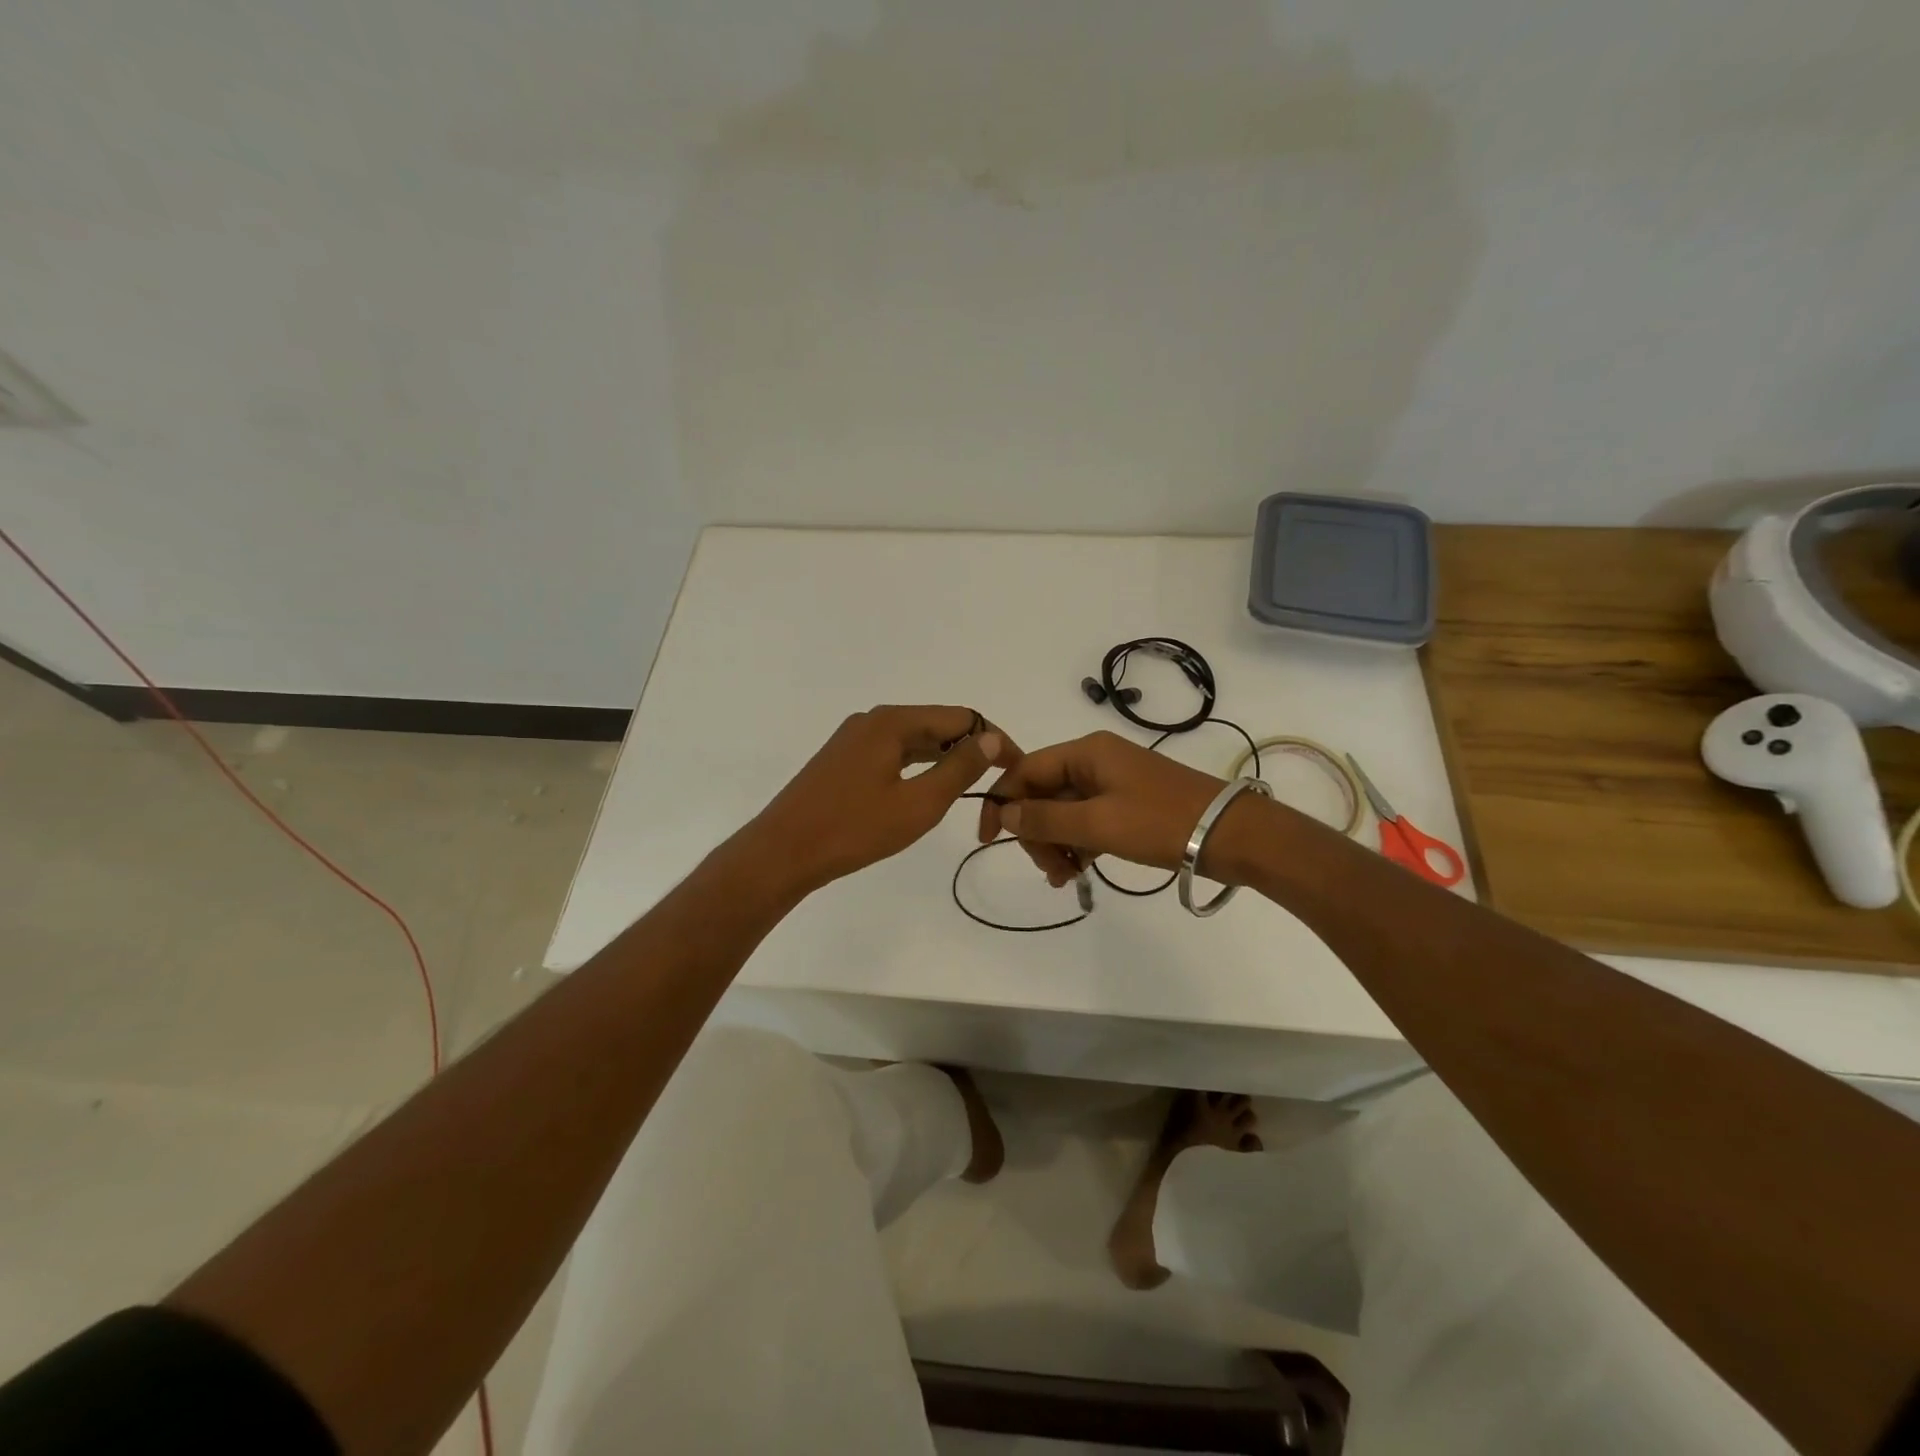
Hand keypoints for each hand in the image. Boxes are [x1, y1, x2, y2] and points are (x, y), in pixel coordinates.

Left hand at [746, 706, 1018, 896]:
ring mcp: (854, 738)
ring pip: (915, 740)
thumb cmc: (853, 830)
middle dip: (970, 751)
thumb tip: (990, 739)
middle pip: (938, 725)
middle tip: (995, 785)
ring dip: (945, 760)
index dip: (994, 741)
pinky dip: (918, 767)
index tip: (1015, 770)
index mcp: (893, 722)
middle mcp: (873, 720)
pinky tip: (926, 790)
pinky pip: (893, 753)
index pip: (962, 718)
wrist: (782, 852)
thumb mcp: (918, 804)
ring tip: (969, 790)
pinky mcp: (843, 759)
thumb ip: (959, 769)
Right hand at [977, 731, 1230, 886]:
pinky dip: (1078, 844)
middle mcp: (1094, 760)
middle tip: (1050, 871)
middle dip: (1036, 832)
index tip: (989, 840)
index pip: (1025, 771)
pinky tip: (1079, 871)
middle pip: (1043, 794)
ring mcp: (1112, 782)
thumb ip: (1045, 819)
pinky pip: (1087, 820)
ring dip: (1056, 843)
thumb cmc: (1161, 822)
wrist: (1231, 834)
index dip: (1002, 803)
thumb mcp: (1098, 823)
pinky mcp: (1127, 804)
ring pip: (1063, 811)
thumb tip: (1004, 814)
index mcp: (1085, 752)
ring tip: (1066, 878)